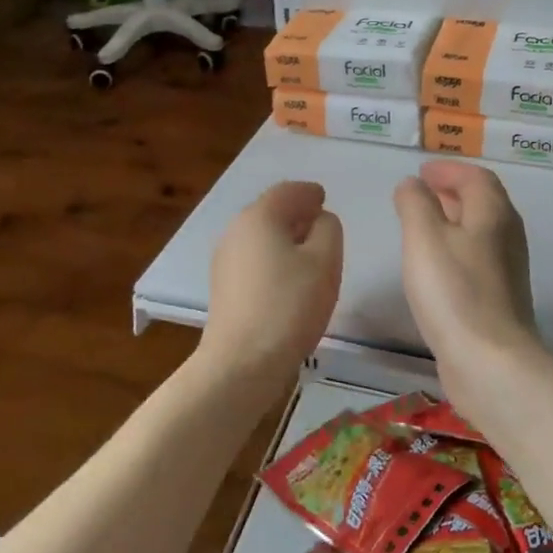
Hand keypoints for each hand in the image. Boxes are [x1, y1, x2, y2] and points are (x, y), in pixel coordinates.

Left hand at [200, 180, 342, 382]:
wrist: (242, 361)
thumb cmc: (289, 305)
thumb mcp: (325, 261)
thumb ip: (329, 230)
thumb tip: (319, 221)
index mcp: (259, 216)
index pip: (288, 191)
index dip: (309, 193)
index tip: (324, 199)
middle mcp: (236, 231)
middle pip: (270, 212)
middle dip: (296, 214)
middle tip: (321, 225)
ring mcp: (224, 260)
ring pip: (260, 237)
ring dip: (284, 238)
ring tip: (310, 254)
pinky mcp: (224, 287)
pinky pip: (253, 259)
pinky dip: (273, 258)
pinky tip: (288, 278)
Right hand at [392, 161, 539, 397]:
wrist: (489, 360)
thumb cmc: (454, 291)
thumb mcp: (424, 237)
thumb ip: (415, 204)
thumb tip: (412, 184)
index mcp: (493, 213)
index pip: (476, 176)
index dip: (449, 169)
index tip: (422, 172)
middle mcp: (507, 236)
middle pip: (483, 202)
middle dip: (452, 192)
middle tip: (421, 193)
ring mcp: (507, 269)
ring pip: (480, 231)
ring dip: (454, 220)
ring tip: (422, 225)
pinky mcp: (500, 298)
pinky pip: (477, 257)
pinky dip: (456, 248)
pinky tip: (435, 266)